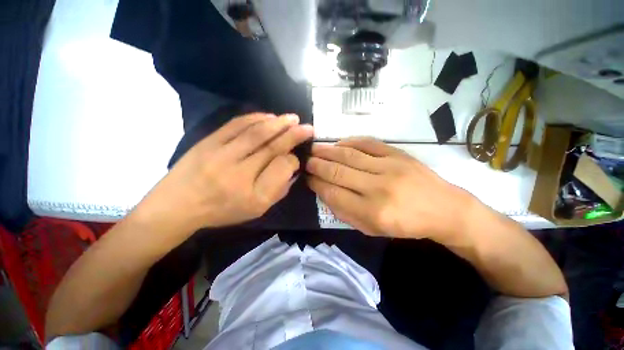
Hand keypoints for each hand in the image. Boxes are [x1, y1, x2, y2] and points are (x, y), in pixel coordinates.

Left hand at [136, 113, 313, 232]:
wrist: (178, 205)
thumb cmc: (222, 211)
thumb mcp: (257, 210)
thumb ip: (279, 190)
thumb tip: (292, 169)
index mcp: (253, 195)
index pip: (281, 169)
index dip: (293, 160)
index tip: (296, 157)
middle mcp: (239, 173)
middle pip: (272, 148)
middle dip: (293, 135)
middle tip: (307, 127)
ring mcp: (221, 154)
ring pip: (256, 133)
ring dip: (278, 123)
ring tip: (292, 118)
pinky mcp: (209, 142)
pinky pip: (236, 125)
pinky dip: (255, 118)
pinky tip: (269, 116)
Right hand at [306, 137, 474, 238]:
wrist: (443, 209)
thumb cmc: (404, 225)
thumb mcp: (371, 229)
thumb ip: (345, 212)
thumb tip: (324, 192)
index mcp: (371, 212)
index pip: (333, 194)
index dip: (317, 184)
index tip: (308, 178)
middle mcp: (377, 188)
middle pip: (338, 172)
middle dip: (317, 165)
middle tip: (306, 161)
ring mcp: (389, 167)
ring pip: (349, 155)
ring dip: (328, 151)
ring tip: (314, 149)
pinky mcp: (398, 154)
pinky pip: (368, 143)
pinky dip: (349, 141)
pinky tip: (338, 143)